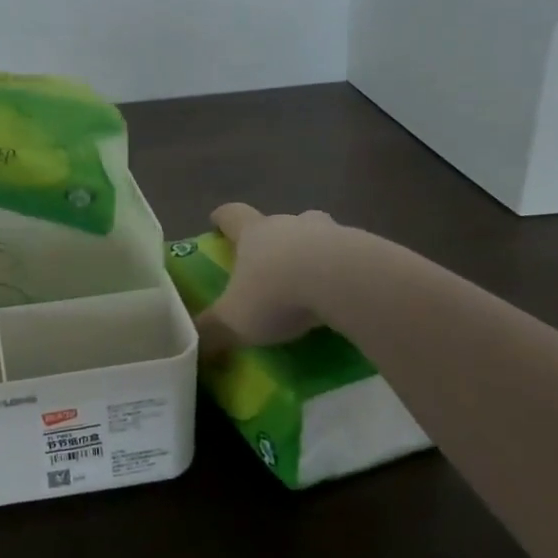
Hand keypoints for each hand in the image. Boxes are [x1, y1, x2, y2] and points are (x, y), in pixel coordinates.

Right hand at [195, 203, 340, 355]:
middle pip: (278, 222)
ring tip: (314, 283)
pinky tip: (346, 298)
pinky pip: (351, 257)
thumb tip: (191, 343)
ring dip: (314, 252)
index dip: (223, 219)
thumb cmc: (278, 293)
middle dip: (274, 241)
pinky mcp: (366, 249)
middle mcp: (290, 224)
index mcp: (254, 233)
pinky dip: (346, 272)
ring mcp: (331, 232)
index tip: (218, 223)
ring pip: (318, 234)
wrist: (347, 284)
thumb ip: (211, 330)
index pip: (232, 214)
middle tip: (271, 266)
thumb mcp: (235, 321)